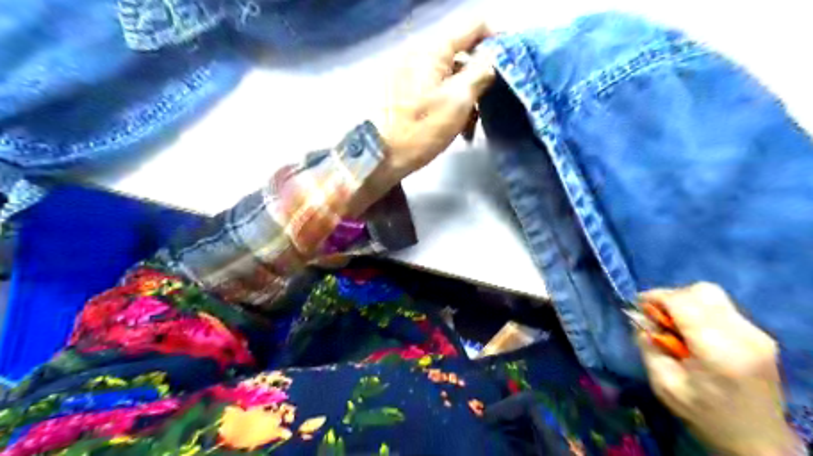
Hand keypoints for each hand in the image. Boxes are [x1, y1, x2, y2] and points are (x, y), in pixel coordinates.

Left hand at [374, 21, 494, 184]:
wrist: (378, 157)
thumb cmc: (419, 130)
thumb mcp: (457, 102)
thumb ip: (480, 72)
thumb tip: (493, 56)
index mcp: (431, 49)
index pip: (473, 25)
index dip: (496, 38)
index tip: (510, 62)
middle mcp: (417, 53)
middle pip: (460, 52)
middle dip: (479, 75)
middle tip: (489, 103)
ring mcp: (407, 72)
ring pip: (448, 73)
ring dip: (464, 95)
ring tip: (470, 124)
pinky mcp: (402, 90)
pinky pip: (433, 86)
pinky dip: (448, 101)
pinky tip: (454, 125)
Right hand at [635, 284, 798, 453]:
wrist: (757, 440)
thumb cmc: (705, 415)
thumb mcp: (664, 384)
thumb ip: (648, 346)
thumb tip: (638, 317)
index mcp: (718, 351)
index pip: (684, 302)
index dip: (656, 297)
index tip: (638, 306)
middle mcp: (743, 335)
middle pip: (701, 291)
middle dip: (671, 296)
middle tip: (656, 316)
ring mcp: (757, 334)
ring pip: (713, 295)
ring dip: (686, 302)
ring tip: (674, 324)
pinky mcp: (761, 336)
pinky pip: (723, 308)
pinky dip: (700, 310)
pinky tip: (694, 332)